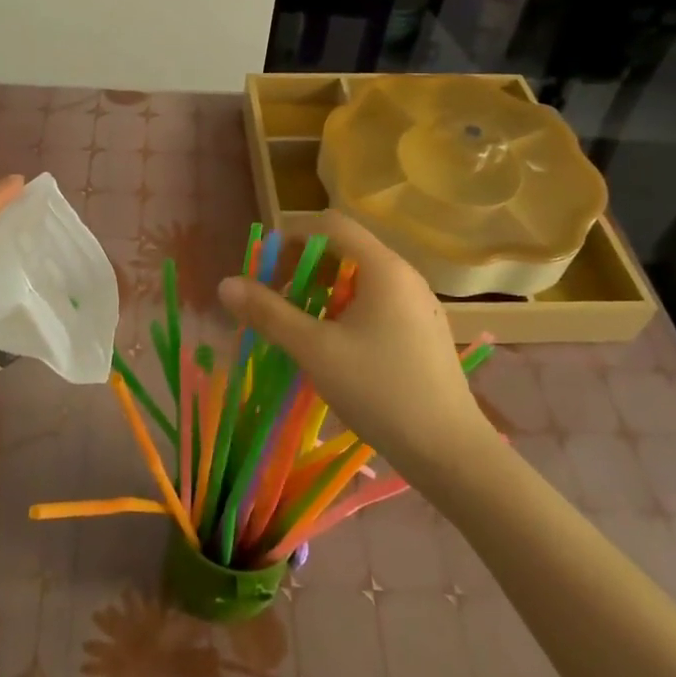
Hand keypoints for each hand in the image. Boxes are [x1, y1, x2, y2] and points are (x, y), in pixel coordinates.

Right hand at [217, 211, 493, 469]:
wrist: (450, 452)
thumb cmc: (380, 390)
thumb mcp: (315, 350)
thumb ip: (269, 313)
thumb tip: (225, 284)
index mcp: (383, 268)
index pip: (331, 225)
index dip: (292, 238)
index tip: (264, 268)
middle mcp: (405, 276)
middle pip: (345, 250)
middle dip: (303, 269)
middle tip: (274, 300)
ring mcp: (418, 305)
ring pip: (360, 280)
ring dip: (322, 292)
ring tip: (298, 326)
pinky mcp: (423, 332)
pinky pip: (377, 303)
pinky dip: (346, 311)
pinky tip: (333, 347)